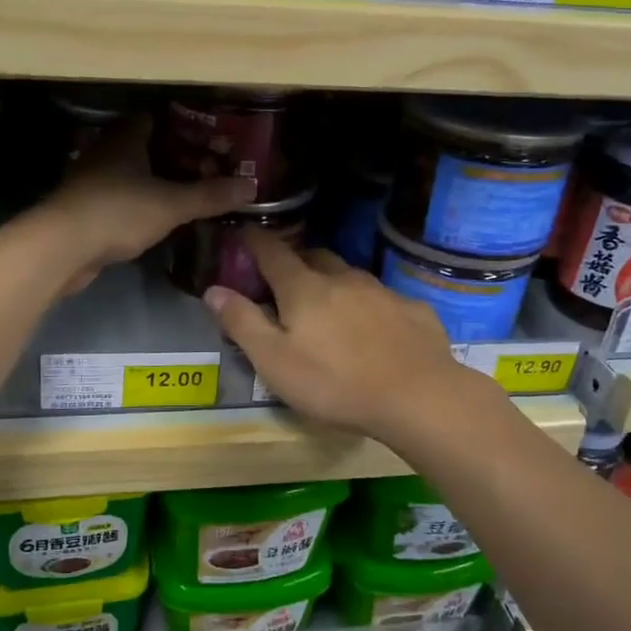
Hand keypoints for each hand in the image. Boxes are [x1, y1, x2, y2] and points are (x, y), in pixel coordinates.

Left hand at [39, 115, 253, 295]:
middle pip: (145, 146)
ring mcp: (91, 180)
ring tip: (189, 193)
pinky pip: (120, 198)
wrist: (61, 247)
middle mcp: (106, 151)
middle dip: (174, 156)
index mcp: (126, 137)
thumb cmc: (117, 212)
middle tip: (207, 169)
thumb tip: (251, 186)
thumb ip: (210, 195)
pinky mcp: (84, 208)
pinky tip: (158, 218)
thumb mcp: (171, 204)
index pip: (156, 118)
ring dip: (156, 181)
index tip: (211, 138)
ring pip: (131, 173)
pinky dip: (140, 203)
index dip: (184, 125)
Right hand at [203, 229, 493, 444]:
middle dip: (296, 262)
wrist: (417, 397)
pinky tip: (374, 332)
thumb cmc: (333, 383)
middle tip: (286, 283)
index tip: (244, 234)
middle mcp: (343, 278)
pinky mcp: (414, 309)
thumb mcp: (274, 361)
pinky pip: (383, 299)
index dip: (255, 241)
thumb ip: (242, 323)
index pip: (273, 252)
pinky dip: (369, 307)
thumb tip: (213, 289)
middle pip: (314, 257)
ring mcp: (382, 291)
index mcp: (304, 288)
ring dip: (334, 284)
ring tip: (330, 310)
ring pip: (350, 276)